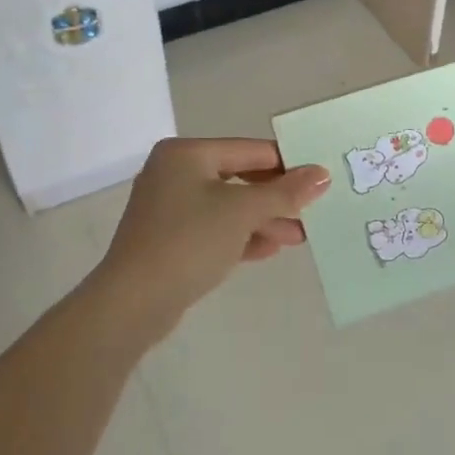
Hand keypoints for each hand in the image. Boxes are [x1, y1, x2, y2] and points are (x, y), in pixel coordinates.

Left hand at [97, 138, 330, 342]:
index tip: (319, 180)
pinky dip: (242, 236)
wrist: (132, 304)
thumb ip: (285, 192)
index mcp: (187, 154)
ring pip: (228, 207)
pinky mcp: (169, 240)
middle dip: (276, 197)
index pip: (250, 150)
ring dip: (263, 220)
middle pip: (240, 178)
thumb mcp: (243, 211)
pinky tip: (270, 249)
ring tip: (299, 236)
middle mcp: (174, 173)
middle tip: (312, 211)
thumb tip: (322, 174)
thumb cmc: (189, 241)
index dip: (287, 164)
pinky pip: (214, 230)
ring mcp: (169, 208)